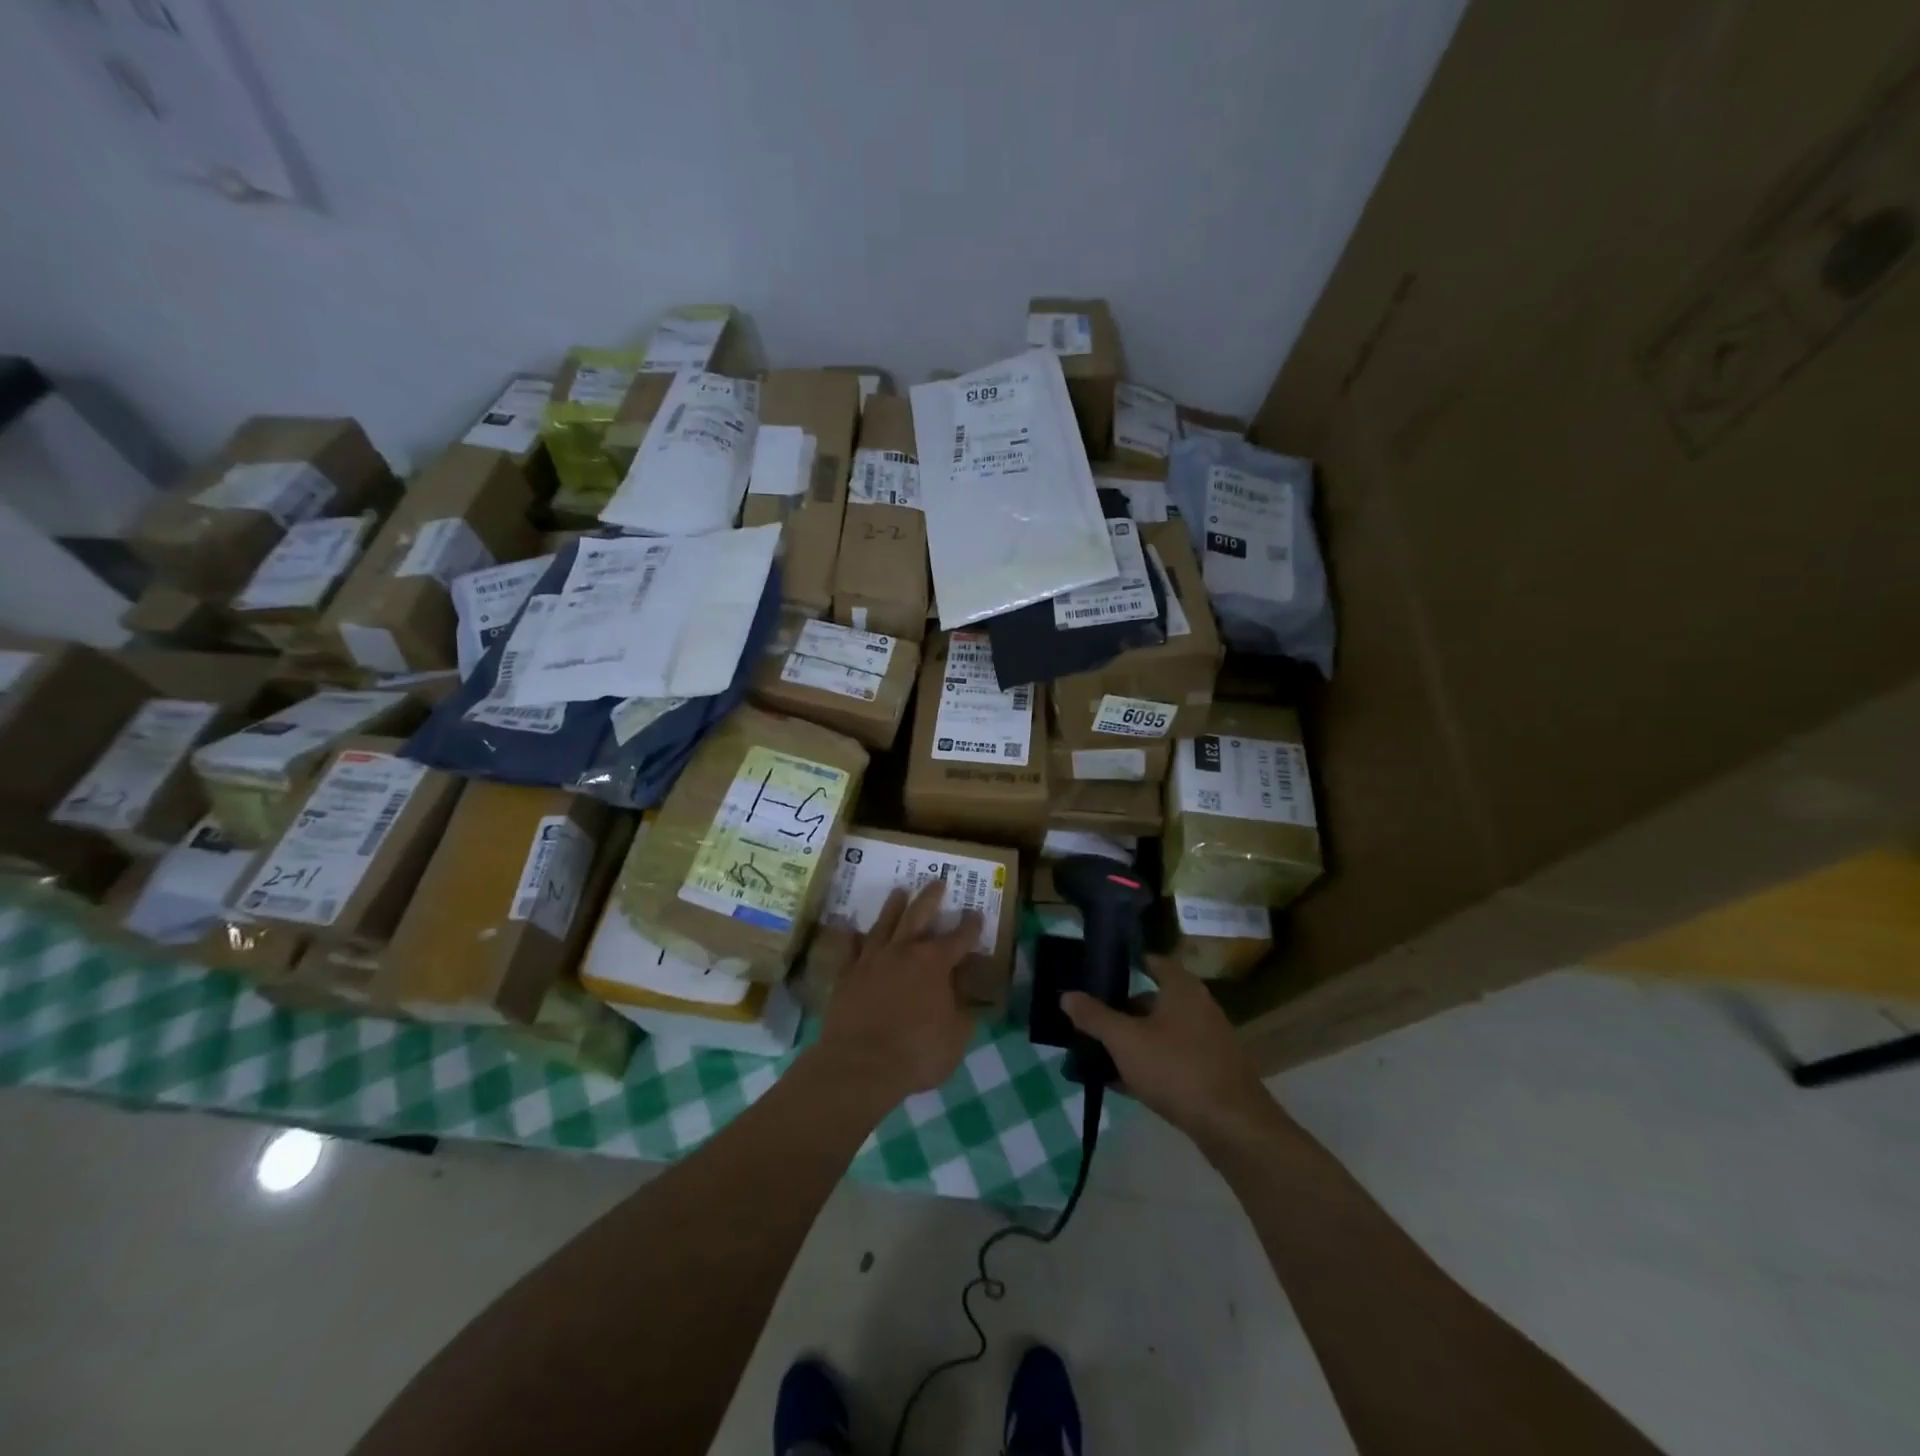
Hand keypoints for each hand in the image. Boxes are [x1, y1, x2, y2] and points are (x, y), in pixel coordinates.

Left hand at [815, 880, 981, 1099]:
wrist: (860, 1064)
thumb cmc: (917, 1052)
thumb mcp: (956, 1037)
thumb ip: (964, 1012)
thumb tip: (969, 997)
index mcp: (936, 963)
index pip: (960, 937)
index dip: (971, 926)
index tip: (976, 913)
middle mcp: (904, 951)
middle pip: (919, 915)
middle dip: (931, 897)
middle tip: (938, 880)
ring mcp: (872, 959)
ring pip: (884, 923)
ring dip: (893, 906)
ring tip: (899, 891)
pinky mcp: (847, 974)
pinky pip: (847, 948)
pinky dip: (848, 935)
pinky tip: (846, 924)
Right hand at [1061, 956, 1286, 1149]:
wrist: (1234, 1127)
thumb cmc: (1177, 1069)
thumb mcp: (1125, 1041)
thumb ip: (1094, 1017)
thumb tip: (1067, 996)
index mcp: (1182, 989)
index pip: (1152, 962)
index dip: (1126, 964)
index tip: (1098, 974)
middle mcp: (1198, 1008)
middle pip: (1152, 1000)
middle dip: (1121, 1011)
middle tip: (1090, 1022)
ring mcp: (1207, 1042)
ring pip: (1159, 1034)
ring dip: (1131, 1042)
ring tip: (1098, 1055)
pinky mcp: (1210, 1073)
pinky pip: (1170, 1060)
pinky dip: (1147, 1066)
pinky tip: (1121, 1084)